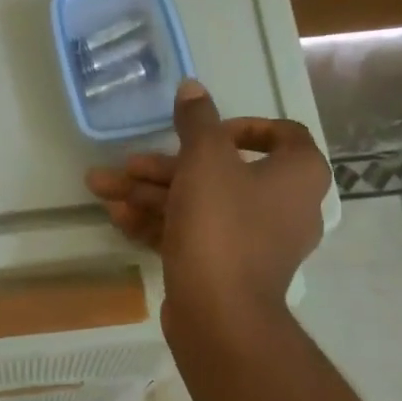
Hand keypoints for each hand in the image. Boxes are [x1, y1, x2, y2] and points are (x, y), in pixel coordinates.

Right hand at [86, 78, 329, 322]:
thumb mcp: (205, 160)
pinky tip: (117, 218)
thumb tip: (193, 86)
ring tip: (103, 189)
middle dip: (165, 168)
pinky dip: (161, 223)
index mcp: (298, 174)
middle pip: (220, 173)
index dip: (240, 126)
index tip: (203, 130)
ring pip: (200, 205)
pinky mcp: (227, 269)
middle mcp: (284, 206)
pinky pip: (195, 235)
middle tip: (126, 165)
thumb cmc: (222, 226)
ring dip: (151, 194)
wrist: (220, 314)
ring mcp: (254, 242)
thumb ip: (197, 120)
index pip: (281, 135)